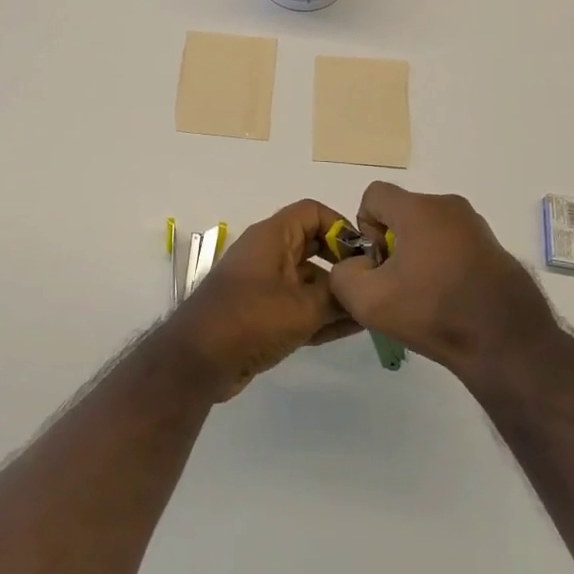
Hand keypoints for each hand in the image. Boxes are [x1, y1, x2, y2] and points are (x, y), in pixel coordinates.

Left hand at [162, 200, 361, 399]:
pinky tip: (353, 329)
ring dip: (337, 295)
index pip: (312, 213)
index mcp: (273, 237)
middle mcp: (268, 254)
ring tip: (372, 311)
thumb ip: (337, 296)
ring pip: (309, 281)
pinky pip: (300, 306)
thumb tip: (361, 290)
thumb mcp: (303, 307)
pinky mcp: (263, 314)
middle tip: (374, 285)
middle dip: (344, 265)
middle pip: (314, 246)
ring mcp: (265, 285)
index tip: (365, 254)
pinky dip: (322, 314)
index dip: (341, 227)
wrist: (199, 360)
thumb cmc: (251, 319)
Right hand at [329, 183, 559, 382]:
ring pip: (429, 231)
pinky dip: (444, 266)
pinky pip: (454, 246)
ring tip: (425, 298)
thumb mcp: (368, 301)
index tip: (378, 263)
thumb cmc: (434, 312)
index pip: (374, 195)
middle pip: (402, 213)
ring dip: (418, 256)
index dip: (365, 227)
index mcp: (419, 208)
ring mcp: (476, 227)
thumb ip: (343, 274)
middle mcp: (449, 206)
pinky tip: (451, 301)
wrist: (508, 344)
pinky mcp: (494, 249)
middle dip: (392, 244)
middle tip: (398, 286)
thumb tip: (357, 265)